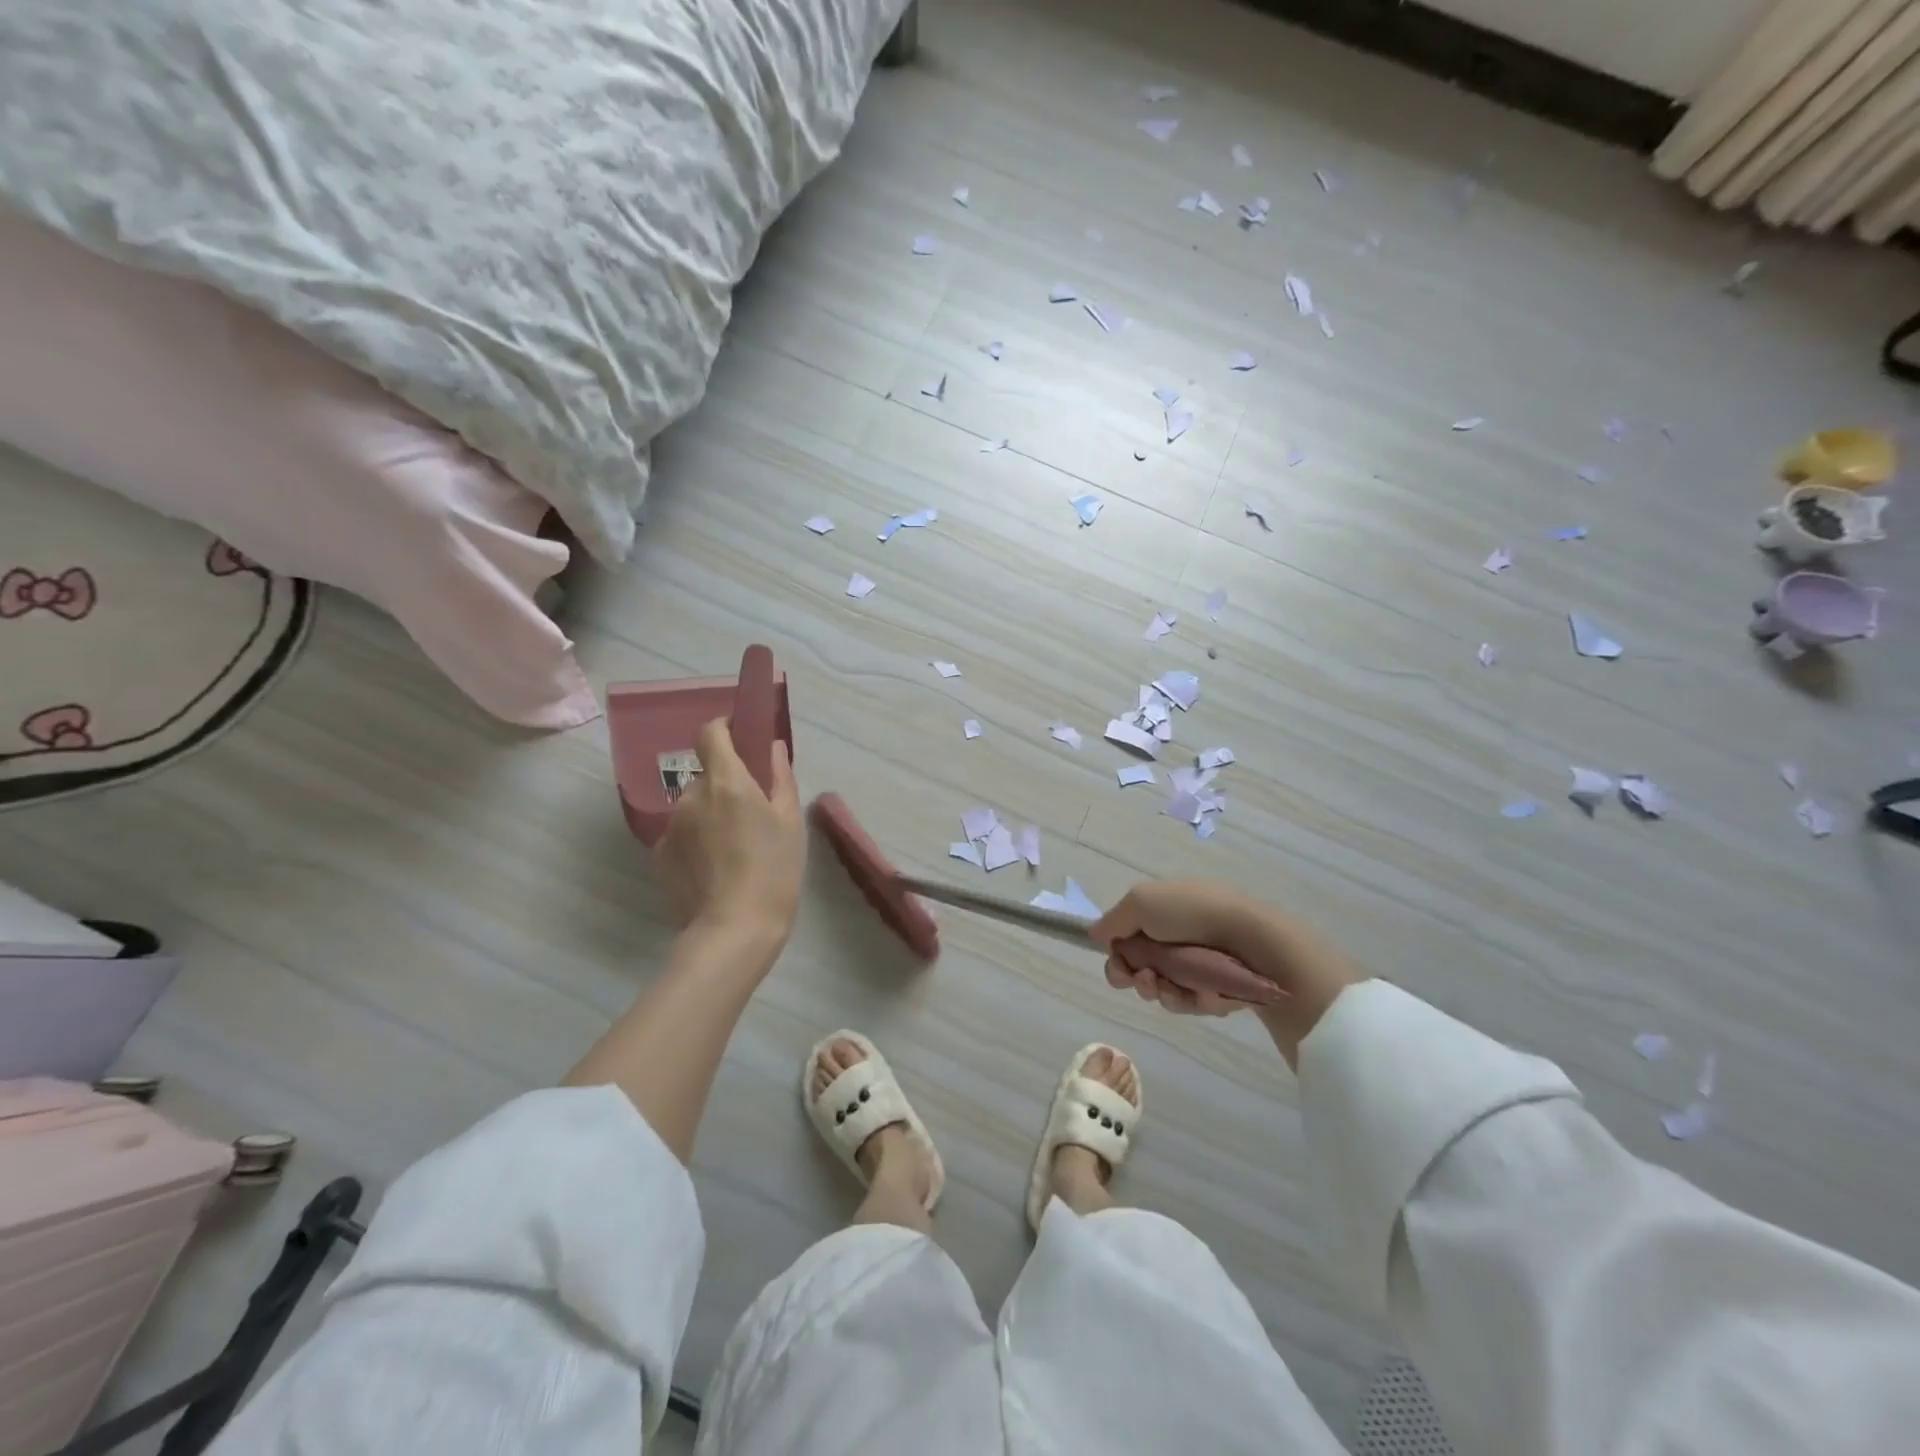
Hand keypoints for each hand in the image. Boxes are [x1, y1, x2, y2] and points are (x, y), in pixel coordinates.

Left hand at [653, 718, 803, 947]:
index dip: (724, 729)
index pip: (711, 733)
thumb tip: (771, 747)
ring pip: (694, 808)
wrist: (734, 929)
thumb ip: (780, 776)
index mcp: (726, 781)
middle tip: (752, 815)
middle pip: (707, 776)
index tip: (740, 737)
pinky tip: (716, 870)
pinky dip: (697, 843)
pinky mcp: (659, 856)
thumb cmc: (774, 869)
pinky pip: (681, 836)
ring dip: (711, 816)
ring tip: (734, 851)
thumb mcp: (790, 820)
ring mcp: (670, 827)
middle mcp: (691, 796)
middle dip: (727, 786)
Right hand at [1090, 880, 1363, 1064]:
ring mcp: (1202, 965)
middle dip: (1140, 981)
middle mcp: (1180, 938)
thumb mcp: (1141, 901)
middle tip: (1149, 982)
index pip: (1127, 943)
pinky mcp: (1222, 989)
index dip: (1119, 960)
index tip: (1121, 968)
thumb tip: (1095, 934)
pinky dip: (1198, 1000)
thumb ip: (1113, 920)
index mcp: (1163, 914)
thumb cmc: (1193, 914)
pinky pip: (1196, 1004)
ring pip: (1167, 993)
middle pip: (1143, 972)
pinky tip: (1209, 994)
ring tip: (1181, 990)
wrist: (1255, 941)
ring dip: (1167, 993)